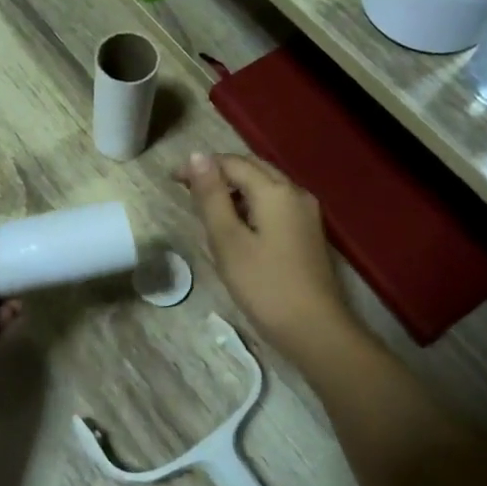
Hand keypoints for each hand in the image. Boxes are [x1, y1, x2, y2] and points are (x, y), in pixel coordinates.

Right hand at [177, 153, 353, 360]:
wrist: (314, 329)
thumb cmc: (264, 285)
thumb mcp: (228, 240)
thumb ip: (211, 196)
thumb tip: (197, 156)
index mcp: (275, 190)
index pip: (232, 163)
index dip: (200, 167)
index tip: (172, 180)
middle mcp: (295, 192)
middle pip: (252, 168)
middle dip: (219, 173)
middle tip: (187, 190)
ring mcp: (305, 212)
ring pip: (265, 185)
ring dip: (235, 188)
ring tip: (207, 208)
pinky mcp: (307, 231)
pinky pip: (275, 203)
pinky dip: (251, 204)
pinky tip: (237, 225)